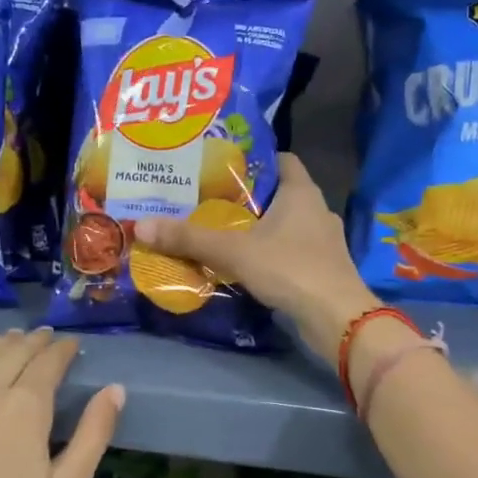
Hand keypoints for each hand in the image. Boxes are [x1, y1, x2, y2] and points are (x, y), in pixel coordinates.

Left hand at [0, 330, 123, 477]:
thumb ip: (93, 435)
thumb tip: (115, 389)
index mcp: (26, 408)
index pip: (48, 363)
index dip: (63, 350)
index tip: (73, 345)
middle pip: (13, 352)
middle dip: (35, 342)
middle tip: (48, 338)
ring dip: (0, 342)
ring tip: (14, 338)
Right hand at [135, 154, 379, 366]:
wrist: (337, 319)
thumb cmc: (290, 269)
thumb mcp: (234, 251)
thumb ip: (189, 238)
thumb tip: (140, 225)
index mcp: (301, 192)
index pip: (281, 159)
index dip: (253, 158)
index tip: (221, 165)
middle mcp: (316, 210)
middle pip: (278, 193)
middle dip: (246, 196)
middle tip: (208, 199)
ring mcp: (322, 241)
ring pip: (284, 224)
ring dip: (258, 227)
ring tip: (220, 231)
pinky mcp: (321, 268)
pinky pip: (289, 251)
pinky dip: (269, 253)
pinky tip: (244, 264)